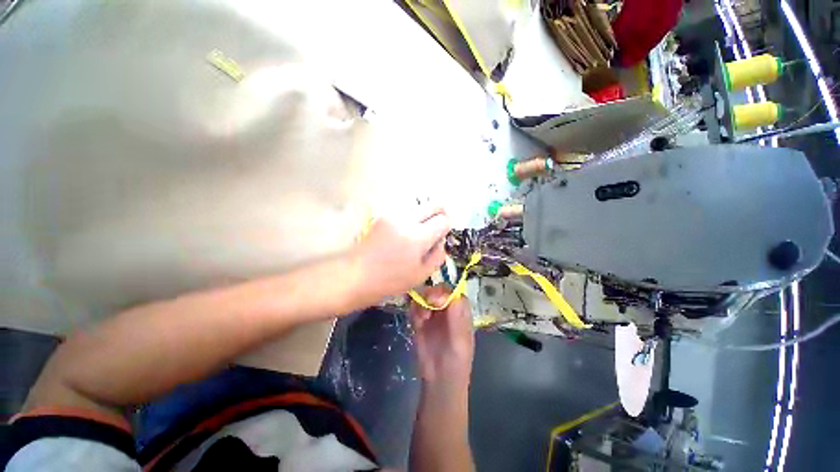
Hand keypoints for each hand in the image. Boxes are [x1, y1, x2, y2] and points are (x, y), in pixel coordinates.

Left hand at [351, 207, 448, 304]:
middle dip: (440, 213)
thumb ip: (437, 256)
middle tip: (437, 227)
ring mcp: (393, 215)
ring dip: (425, 215)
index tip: (441, 236)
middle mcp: (407, 220)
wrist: (358, 274)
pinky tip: (404, 232)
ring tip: (418, 232)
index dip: (446, 227)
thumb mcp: (421, 275)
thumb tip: (441, 241)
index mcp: (418, 237)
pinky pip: (406, 211)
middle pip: (433, 204)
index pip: (443, 220)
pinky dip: (411, 217)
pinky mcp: (384, 216)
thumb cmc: (391, 280)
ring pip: (419, 206)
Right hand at [410, 285, 474, 386]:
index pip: (453, 292)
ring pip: (424, 297)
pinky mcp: (420, 320)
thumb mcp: (460, 341)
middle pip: (438, 291)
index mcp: (460, 310)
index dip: (445, 292)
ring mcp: (433, 313)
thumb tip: (454, 294)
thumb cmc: (456, 361)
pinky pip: (415, 308)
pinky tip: (417, 322)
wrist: (439, 380)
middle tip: (426, 305)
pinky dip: (414, 310)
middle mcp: (446, 308)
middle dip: (431, 294)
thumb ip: (457, 318)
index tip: (435, 299)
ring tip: (422, 319)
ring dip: (421, 303)